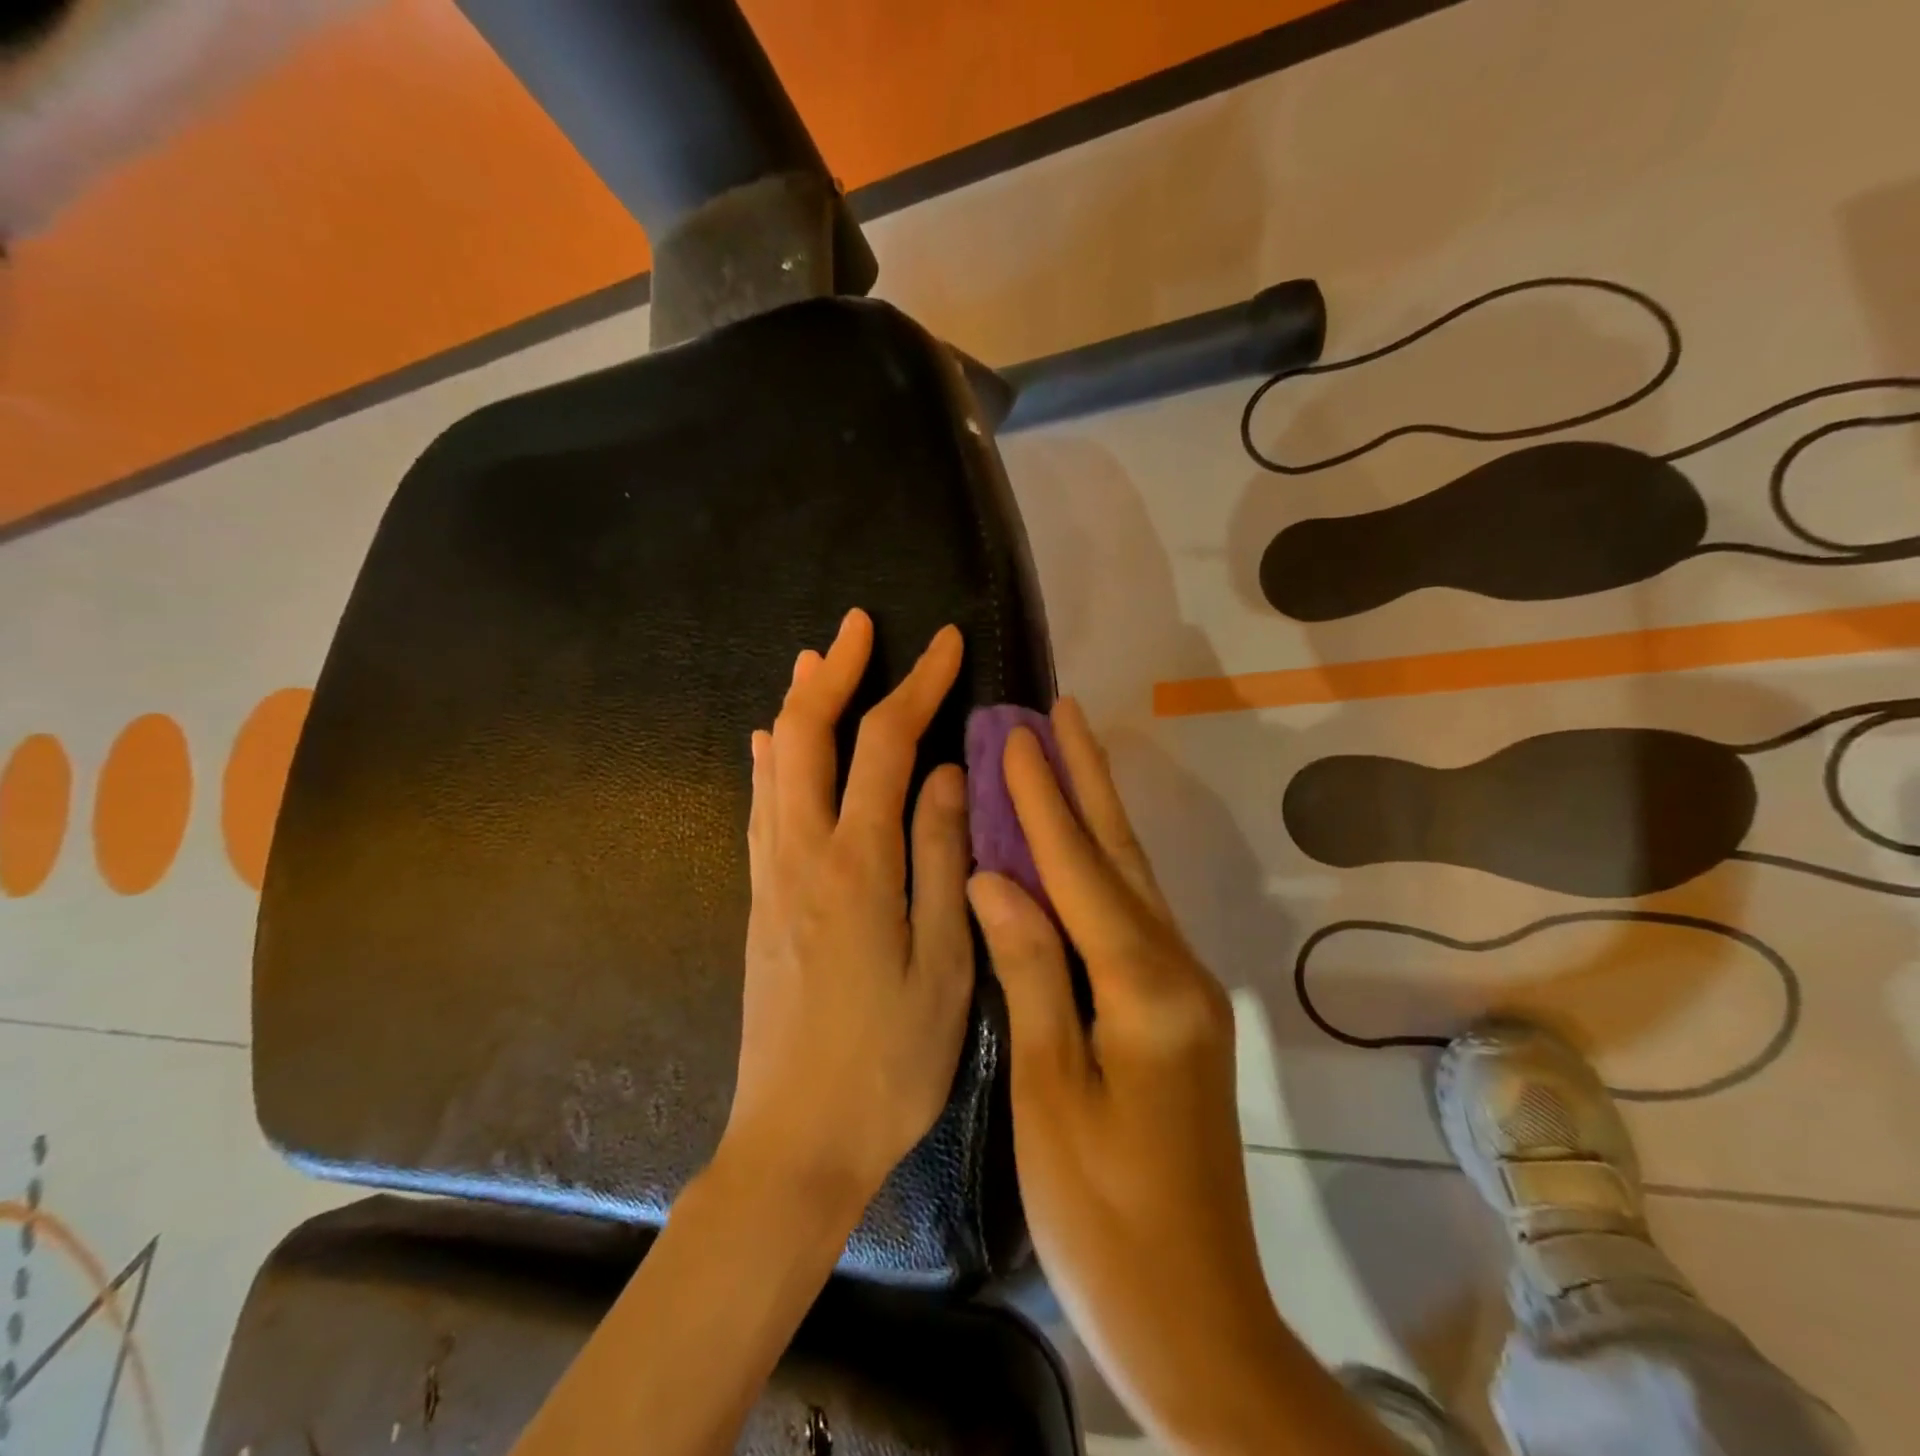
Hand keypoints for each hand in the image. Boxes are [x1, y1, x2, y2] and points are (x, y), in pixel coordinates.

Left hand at [723, 609, 974, 1219]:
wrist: (795, 1141)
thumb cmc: (888, 1061)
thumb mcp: (943, 963)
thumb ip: (939, 856)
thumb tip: (941, 773)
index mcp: (858, 862)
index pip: (887, 743)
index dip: (918, 684)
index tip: (948, 644)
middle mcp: (803, 852)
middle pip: (810, 734)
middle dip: (836, 671)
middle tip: (859, 624)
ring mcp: (772, 875)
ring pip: (776, 763)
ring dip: (799, 704)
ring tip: (815, 659)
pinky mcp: (759, 901)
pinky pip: (760, 807)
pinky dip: (770, 760)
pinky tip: (769, 744)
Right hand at [968, 701, 1393, 1455]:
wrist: (1193, 1315)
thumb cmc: (1104, 1213)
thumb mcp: (1050, 1091)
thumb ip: (1030, 970)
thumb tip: (995, 876)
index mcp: (1144, 987)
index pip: (1080, 869)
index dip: (1043, 800)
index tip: (1016, 733)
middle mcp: (1176, 970)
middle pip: (1122, 855)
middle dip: (1088, 778)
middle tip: (1062, 711)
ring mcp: (1183, 991)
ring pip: (1132, 880)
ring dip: (1097, 813)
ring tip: (1069, 755)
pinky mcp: (1176, 1012)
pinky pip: (1131, 917)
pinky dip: (1101, 868)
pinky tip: (1081, 850)